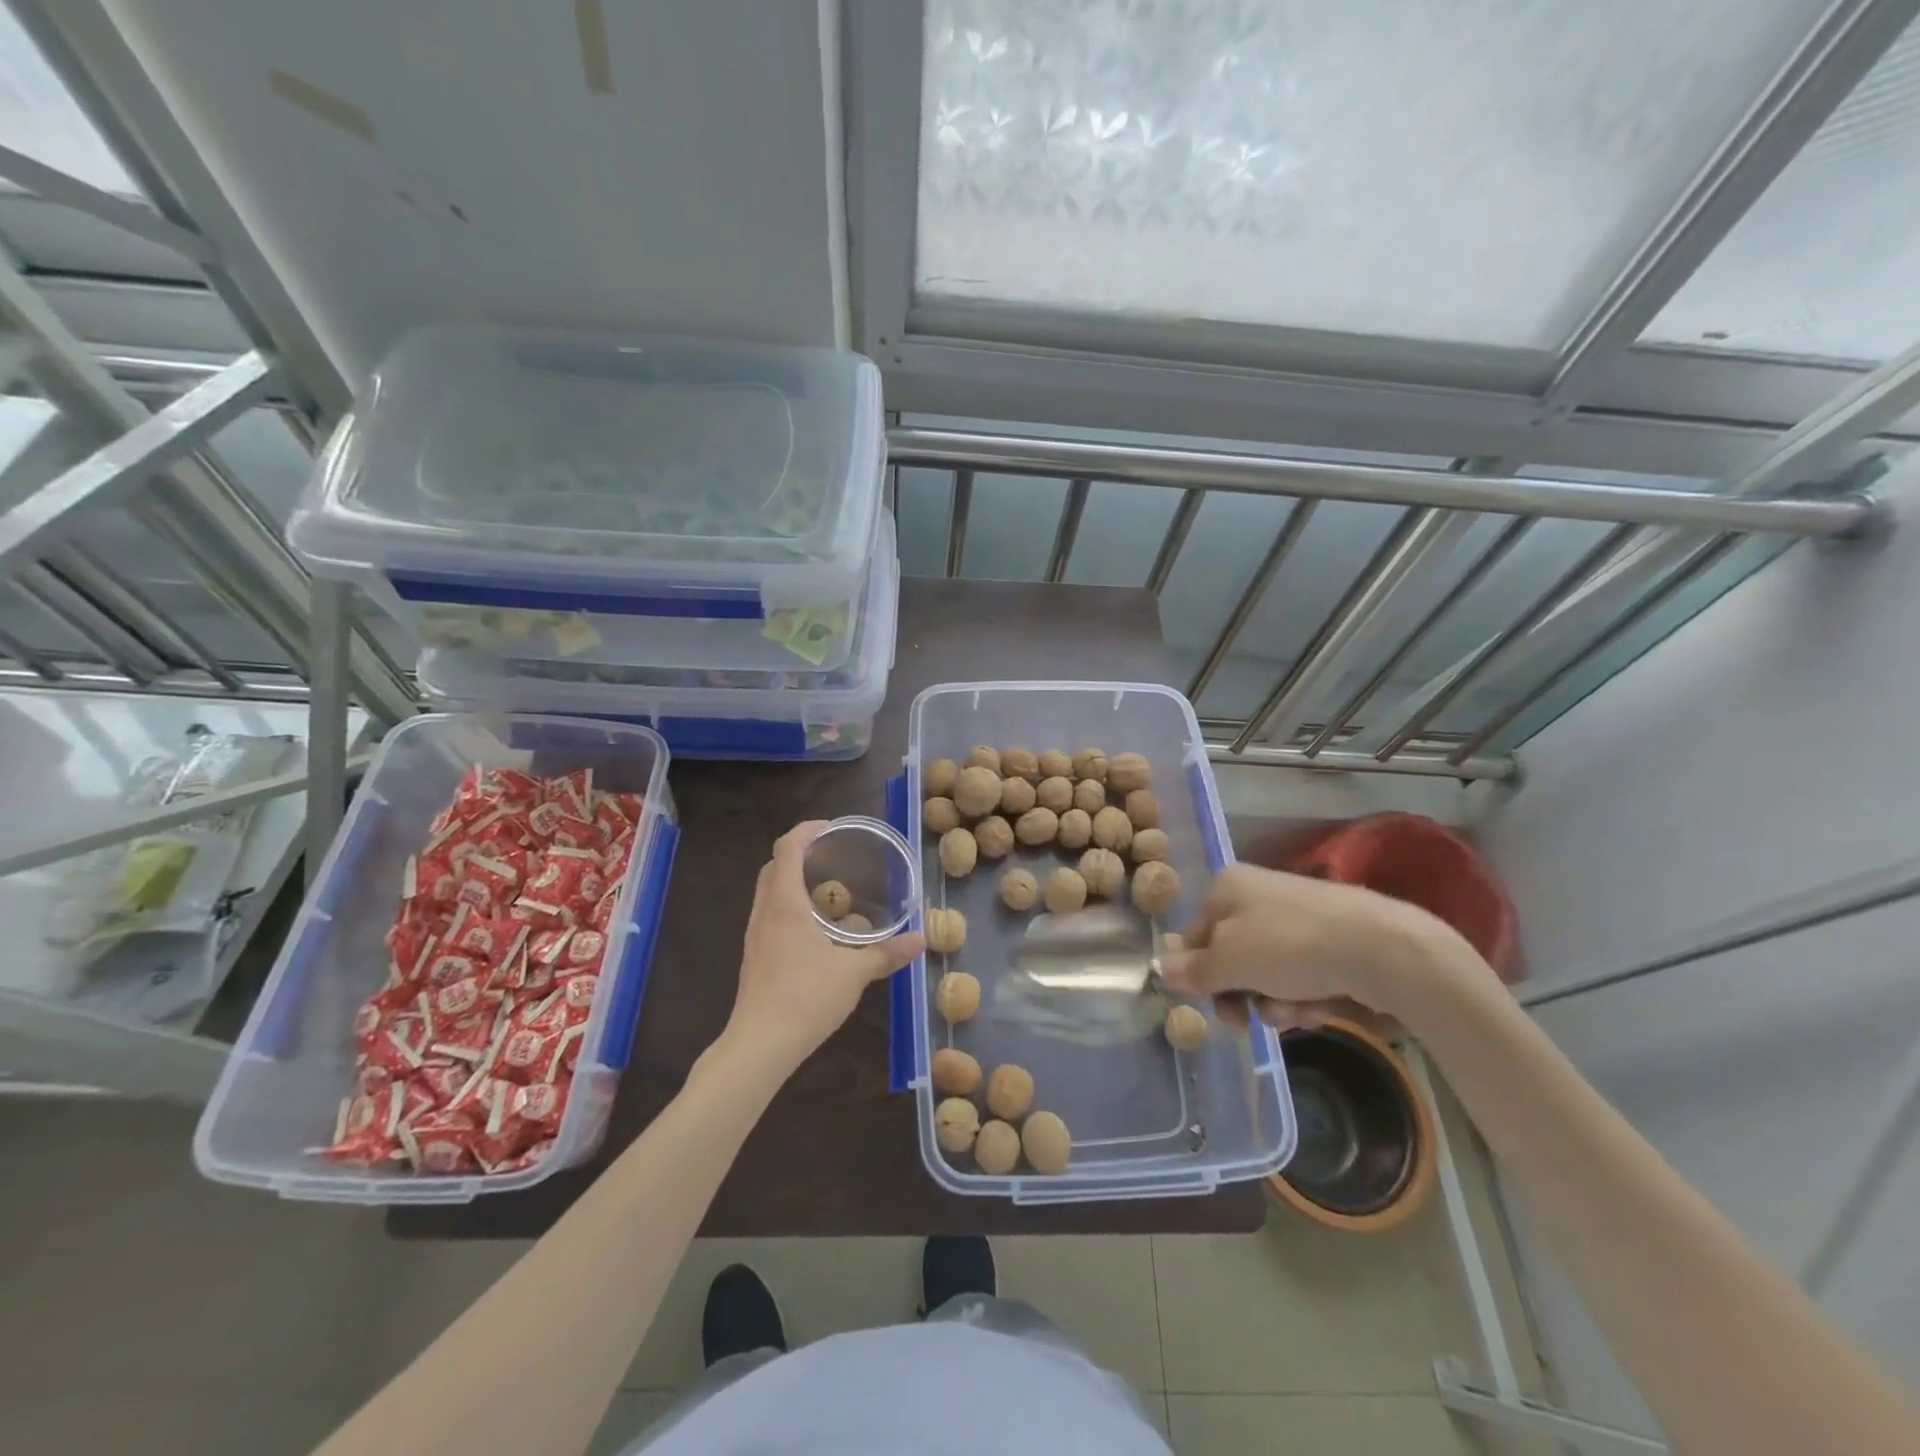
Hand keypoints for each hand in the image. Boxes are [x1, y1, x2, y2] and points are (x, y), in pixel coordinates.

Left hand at [723, 821, 924, 1075]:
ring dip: (794, 879)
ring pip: (769, 890)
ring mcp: (755, 934)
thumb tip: (921, 940)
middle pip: (774, 865)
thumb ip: (887, 954)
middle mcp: (764, 911)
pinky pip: (770, 912)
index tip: (833, 829)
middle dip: (801, 852)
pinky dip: (790, 904)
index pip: (787, 848)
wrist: (760, 1045)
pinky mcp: (755, 954)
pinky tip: (817, 927)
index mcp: (785, 904)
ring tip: (830, 888)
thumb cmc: (805, 998)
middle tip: (834, 856)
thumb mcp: (854, 973)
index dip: (807, 830)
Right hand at [1161, 863, 1489, 1034]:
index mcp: (1227, 887)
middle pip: (1231, 958)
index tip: (1214, 1006)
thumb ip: (1193, 971)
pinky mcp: (1332, 938)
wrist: (1383, 948)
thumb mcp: (1229, 962)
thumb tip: (1160, 971)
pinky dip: (1306, 996)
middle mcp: (1258, 894)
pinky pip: (1302, 974)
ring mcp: (1298, 916)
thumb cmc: (1290, 946)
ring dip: (1275, 1002)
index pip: (1194, 937)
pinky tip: (1321, 1006)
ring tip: (1298, 1011)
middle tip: (1251, 1020)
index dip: (1200, 976)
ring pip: (1268, 973)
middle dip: (1242, 995)